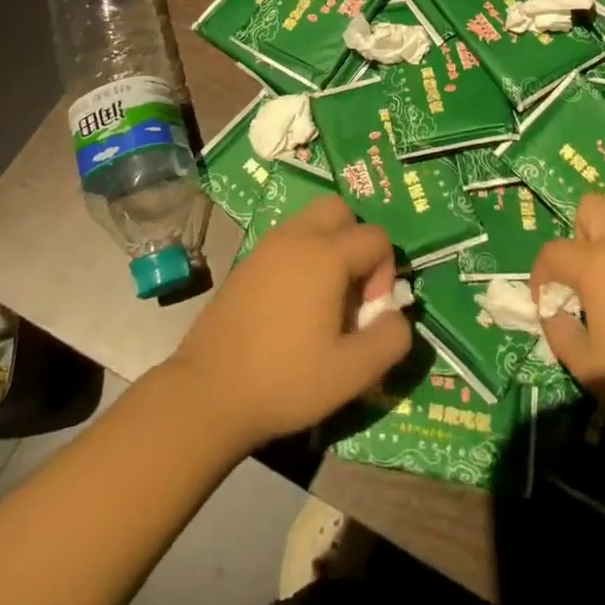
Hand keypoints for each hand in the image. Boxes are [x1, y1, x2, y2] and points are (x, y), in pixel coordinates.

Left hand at [170, 194, 411, 453]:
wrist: (208, 393)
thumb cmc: (285, 380)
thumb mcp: (352, 372)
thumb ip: (390, 339)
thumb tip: (397, 316)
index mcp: (326, 255)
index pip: (376, 237)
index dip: (385, 272)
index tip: (368, 312)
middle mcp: (297, 237)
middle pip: (341, 211)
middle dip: (356, 242)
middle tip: (351, 289)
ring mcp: (267, 246)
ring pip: (311, 222)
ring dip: (329, 248)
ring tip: (324, 299)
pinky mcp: (246, 262)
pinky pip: (287, 241)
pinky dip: (302, 257)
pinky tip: (293, 306)